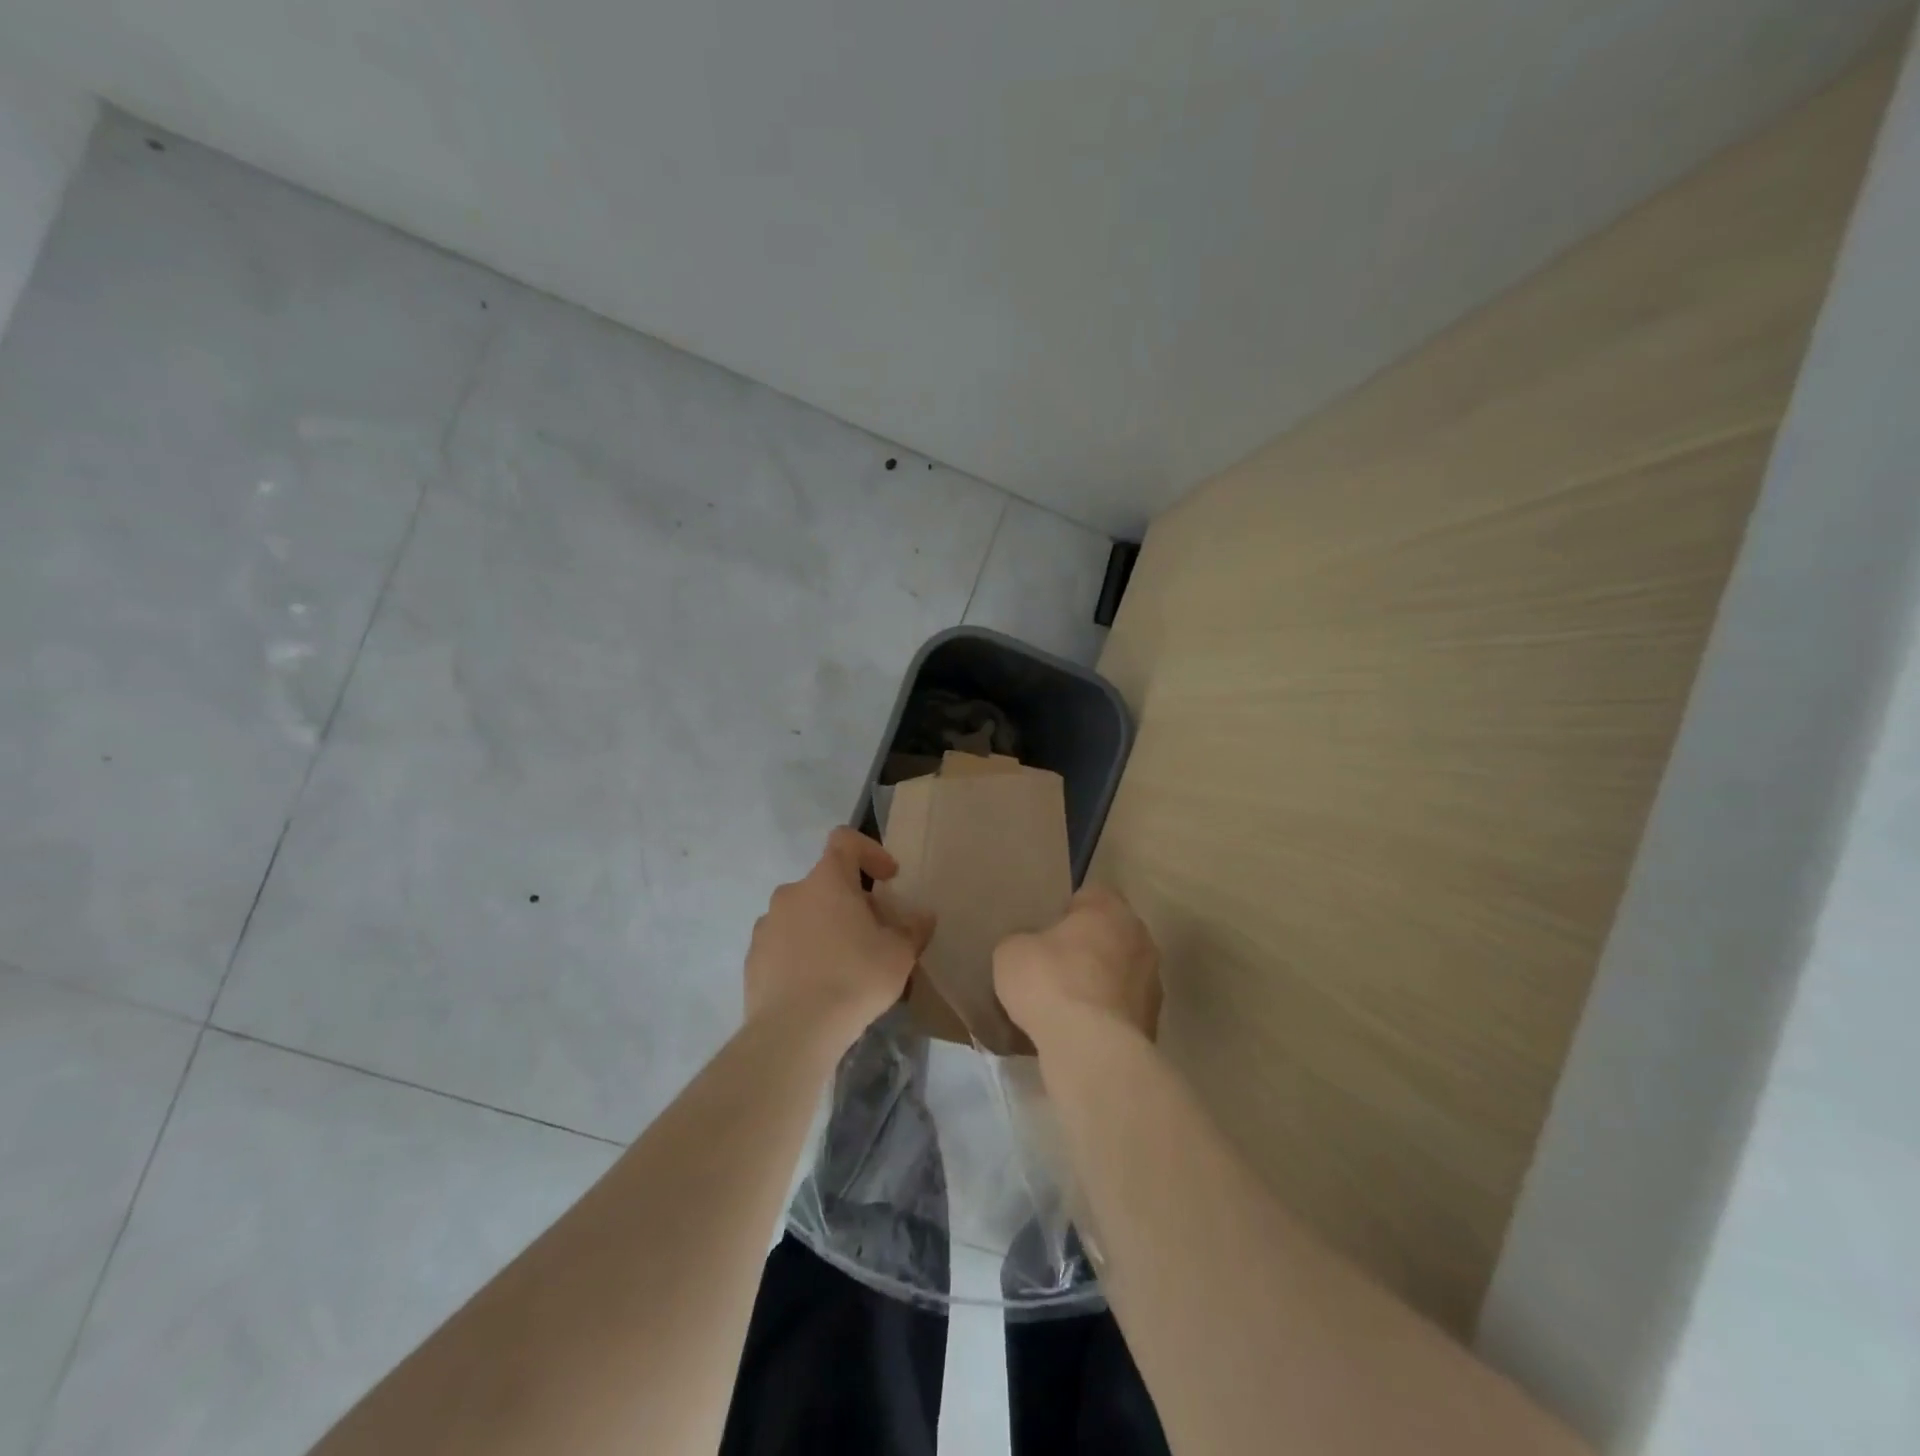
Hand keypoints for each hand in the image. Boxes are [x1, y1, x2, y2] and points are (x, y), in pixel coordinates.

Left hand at [745, 827, 934, 1048]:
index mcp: (827, 880)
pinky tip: (818, 987)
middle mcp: (791, 893)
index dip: (869, 851)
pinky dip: (802, 954)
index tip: (888, 878)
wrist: (793, 1032)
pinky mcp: (753, 959)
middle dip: (852, 902)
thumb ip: (913, 929)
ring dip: (825, 928)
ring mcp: (766, 926)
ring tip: (845, 965)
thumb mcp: (899, 954)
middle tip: (875, 934)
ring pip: (803, 914)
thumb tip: (923, 917)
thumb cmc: (854, 978)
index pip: (845, 841)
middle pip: (826, 884)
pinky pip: (784, 945)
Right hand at [994, 885, 1161, 1052]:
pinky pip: (1120, 1009)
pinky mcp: (1152, 1022)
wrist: (1090, 1050)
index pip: (1090, 895)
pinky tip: (1077, 1032)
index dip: (1066, 911)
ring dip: (1097, 984)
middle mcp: (1140, 937)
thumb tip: (1030, 949)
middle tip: (1051, 966)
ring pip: (1118, 973)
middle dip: (1085, 947)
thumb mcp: (1011, 952)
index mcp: (1109, 908)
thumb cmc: (1050, 983)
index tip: (1044, 930)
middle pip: (1108, 934)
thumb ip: (1023, 941)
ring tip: (1063, 1005)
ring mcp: (1152, 982)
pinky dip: (1104, 1016)